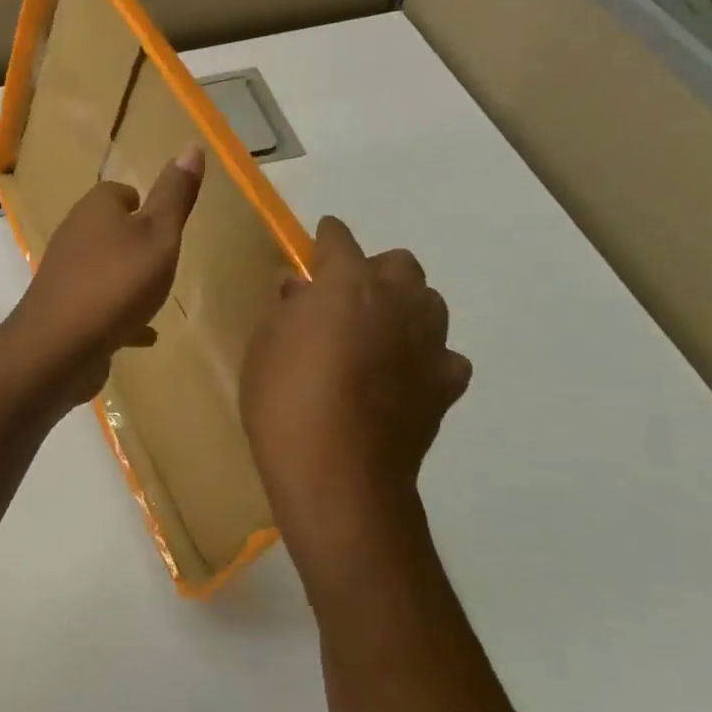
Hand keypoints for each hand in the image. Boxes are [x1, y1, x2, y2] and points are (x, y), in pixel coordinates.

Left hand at [7, 143, 204, 406]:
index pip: (117, 192)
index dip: (141, 202)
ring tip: (155, 294)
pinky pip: (98, 306)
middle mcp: (74, 235)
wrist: (60, 345)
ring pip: (101, 268)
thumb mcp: (159, 236)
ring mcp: (65, 274)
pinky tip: (143, 335)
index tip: (163, 220)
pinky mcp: (63, 310)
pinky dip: (119, 314)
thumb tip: (191, 145)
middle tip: (163, 257)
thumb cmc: (118, 282)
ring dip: (125, 278)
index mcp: (95, 209)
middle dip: (133, 240)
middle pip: (106, 229)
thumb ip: (175, 196)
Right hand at [240, 216, 470, 596]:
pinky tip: (404, 374)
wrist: (338, 474)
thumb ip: (287, 309)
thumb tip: (302, 290)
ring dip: (405, 305)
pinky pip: (444, 354)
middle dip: (374, 269)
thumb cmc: (284, 402)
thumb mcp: (264, 347)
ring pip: (430, 301)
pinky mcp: (446, 382)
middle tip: (346, 295)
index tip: (320, 239)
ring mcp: (429, 341)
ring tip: (378, 330)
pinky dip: (426, 355)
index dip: (327, 236)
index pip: (339, 239)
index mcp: (346, 283)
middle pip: (399, 263)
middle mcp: (396, 300)